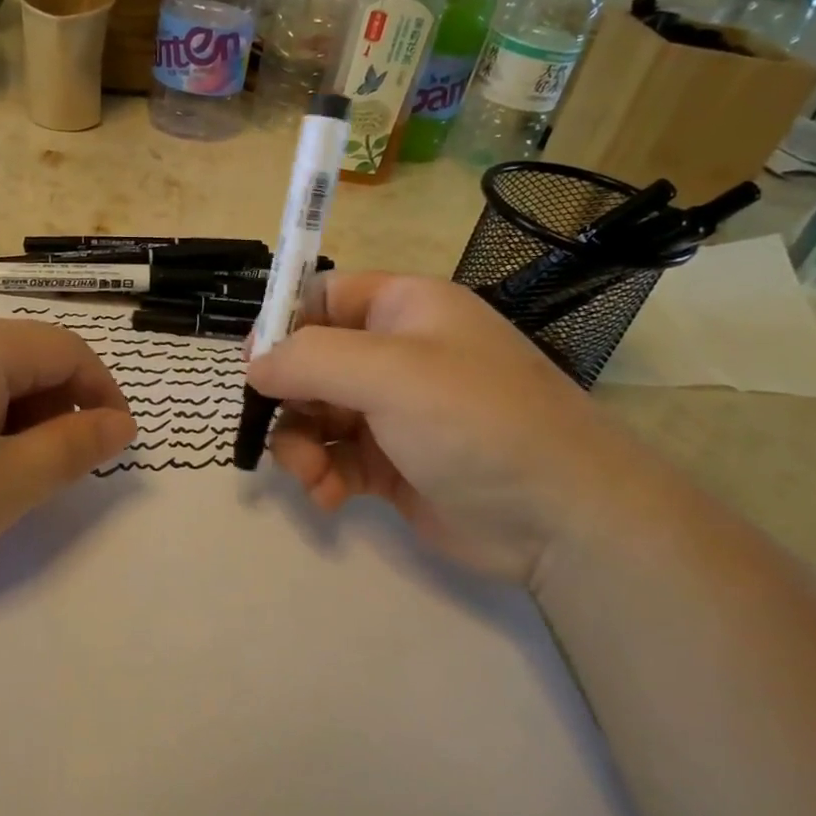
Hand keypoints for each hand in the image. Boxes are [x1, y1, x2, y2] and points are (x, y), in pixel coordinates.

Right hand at [245, 272, 641, 585]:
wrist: (561, 519)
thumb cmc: (476, 421)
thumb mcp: (390, 373)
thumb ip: (310, 359)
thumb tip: (254, 365)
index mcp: (404, 310)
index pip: (324, 296)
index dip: (283, 324)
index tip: (254, 365)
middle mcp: (396, 355)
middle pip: (311, 362)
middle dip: (288, 398)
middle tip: (276, 428)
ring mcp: (392, 412)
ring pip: (314, 415)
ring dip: (300, 445)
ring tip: (312, 477)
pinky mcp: (390, 465)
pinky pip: (334, 459)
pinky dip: (322, 476)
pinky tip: (330, 499)